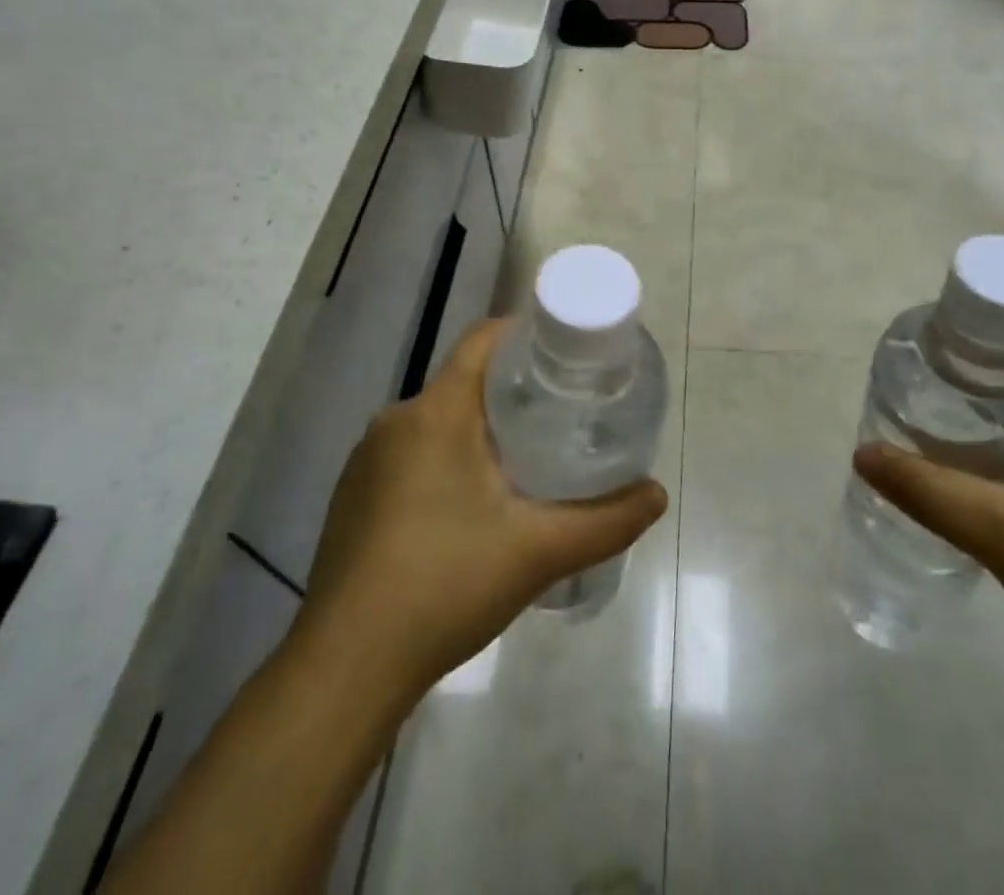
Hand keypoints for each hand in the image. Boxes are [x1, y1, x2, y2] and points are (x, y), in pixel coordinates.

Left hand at [295, 319, 667, 698]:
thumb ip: (606, 520)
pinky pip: (411, 454)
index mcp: (437, 412)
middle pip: (464, 381)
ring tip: (527, 457)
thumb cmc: (445, 586)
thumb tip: (657, 494)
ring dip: (480, 428)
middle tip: (562, 412)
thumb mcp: (539, 552)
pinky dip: (447, 458)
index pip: (484, 340)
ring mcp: (367, 461)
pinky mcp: (354, 496)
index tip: (567, 353)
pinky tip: (472, 506)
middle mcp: (395, 421)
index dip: (526, 334)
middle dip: (514, 390)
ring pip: (438, 420)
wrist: (346, 668)